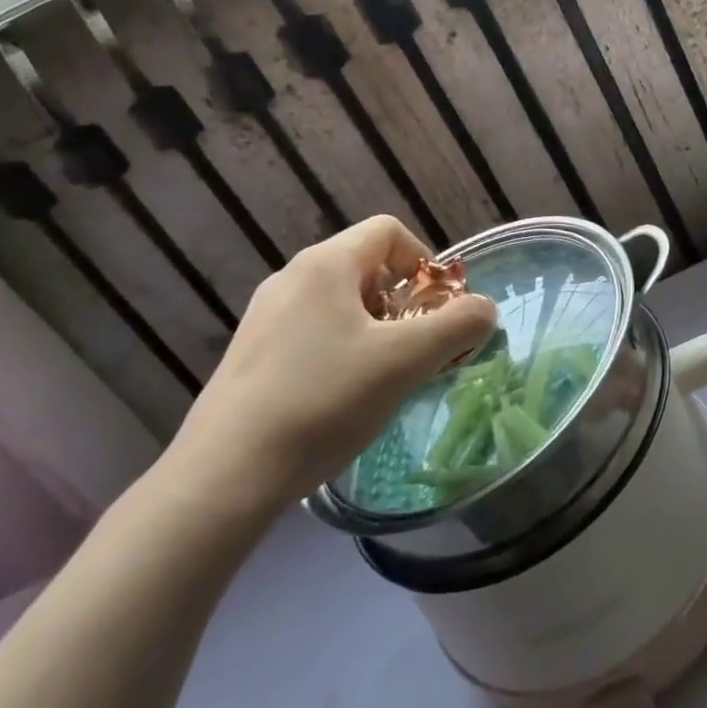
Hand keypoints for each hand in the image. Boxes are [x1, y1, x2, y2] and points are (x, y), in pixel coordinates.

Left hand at [162, 217, 495, 516]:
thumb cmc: (323, 401)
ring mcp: (265, 315)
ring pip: (340, 302)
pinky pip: (312, 330)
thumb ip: (457, 326)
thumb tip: (483, 309)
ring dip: (375, 328)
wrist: (223, 476)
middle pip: (366, 266)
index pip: (389, 231)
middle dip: (403, 302)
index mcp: (325, 264)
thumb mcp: (405, 361)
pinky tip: (341, 397)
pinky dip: (341, 348)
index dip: (424, 261)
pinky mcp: (251, 353)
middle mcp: (292, 277)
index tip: (435, 310)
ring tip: (382, 376)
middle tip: (416, 348)